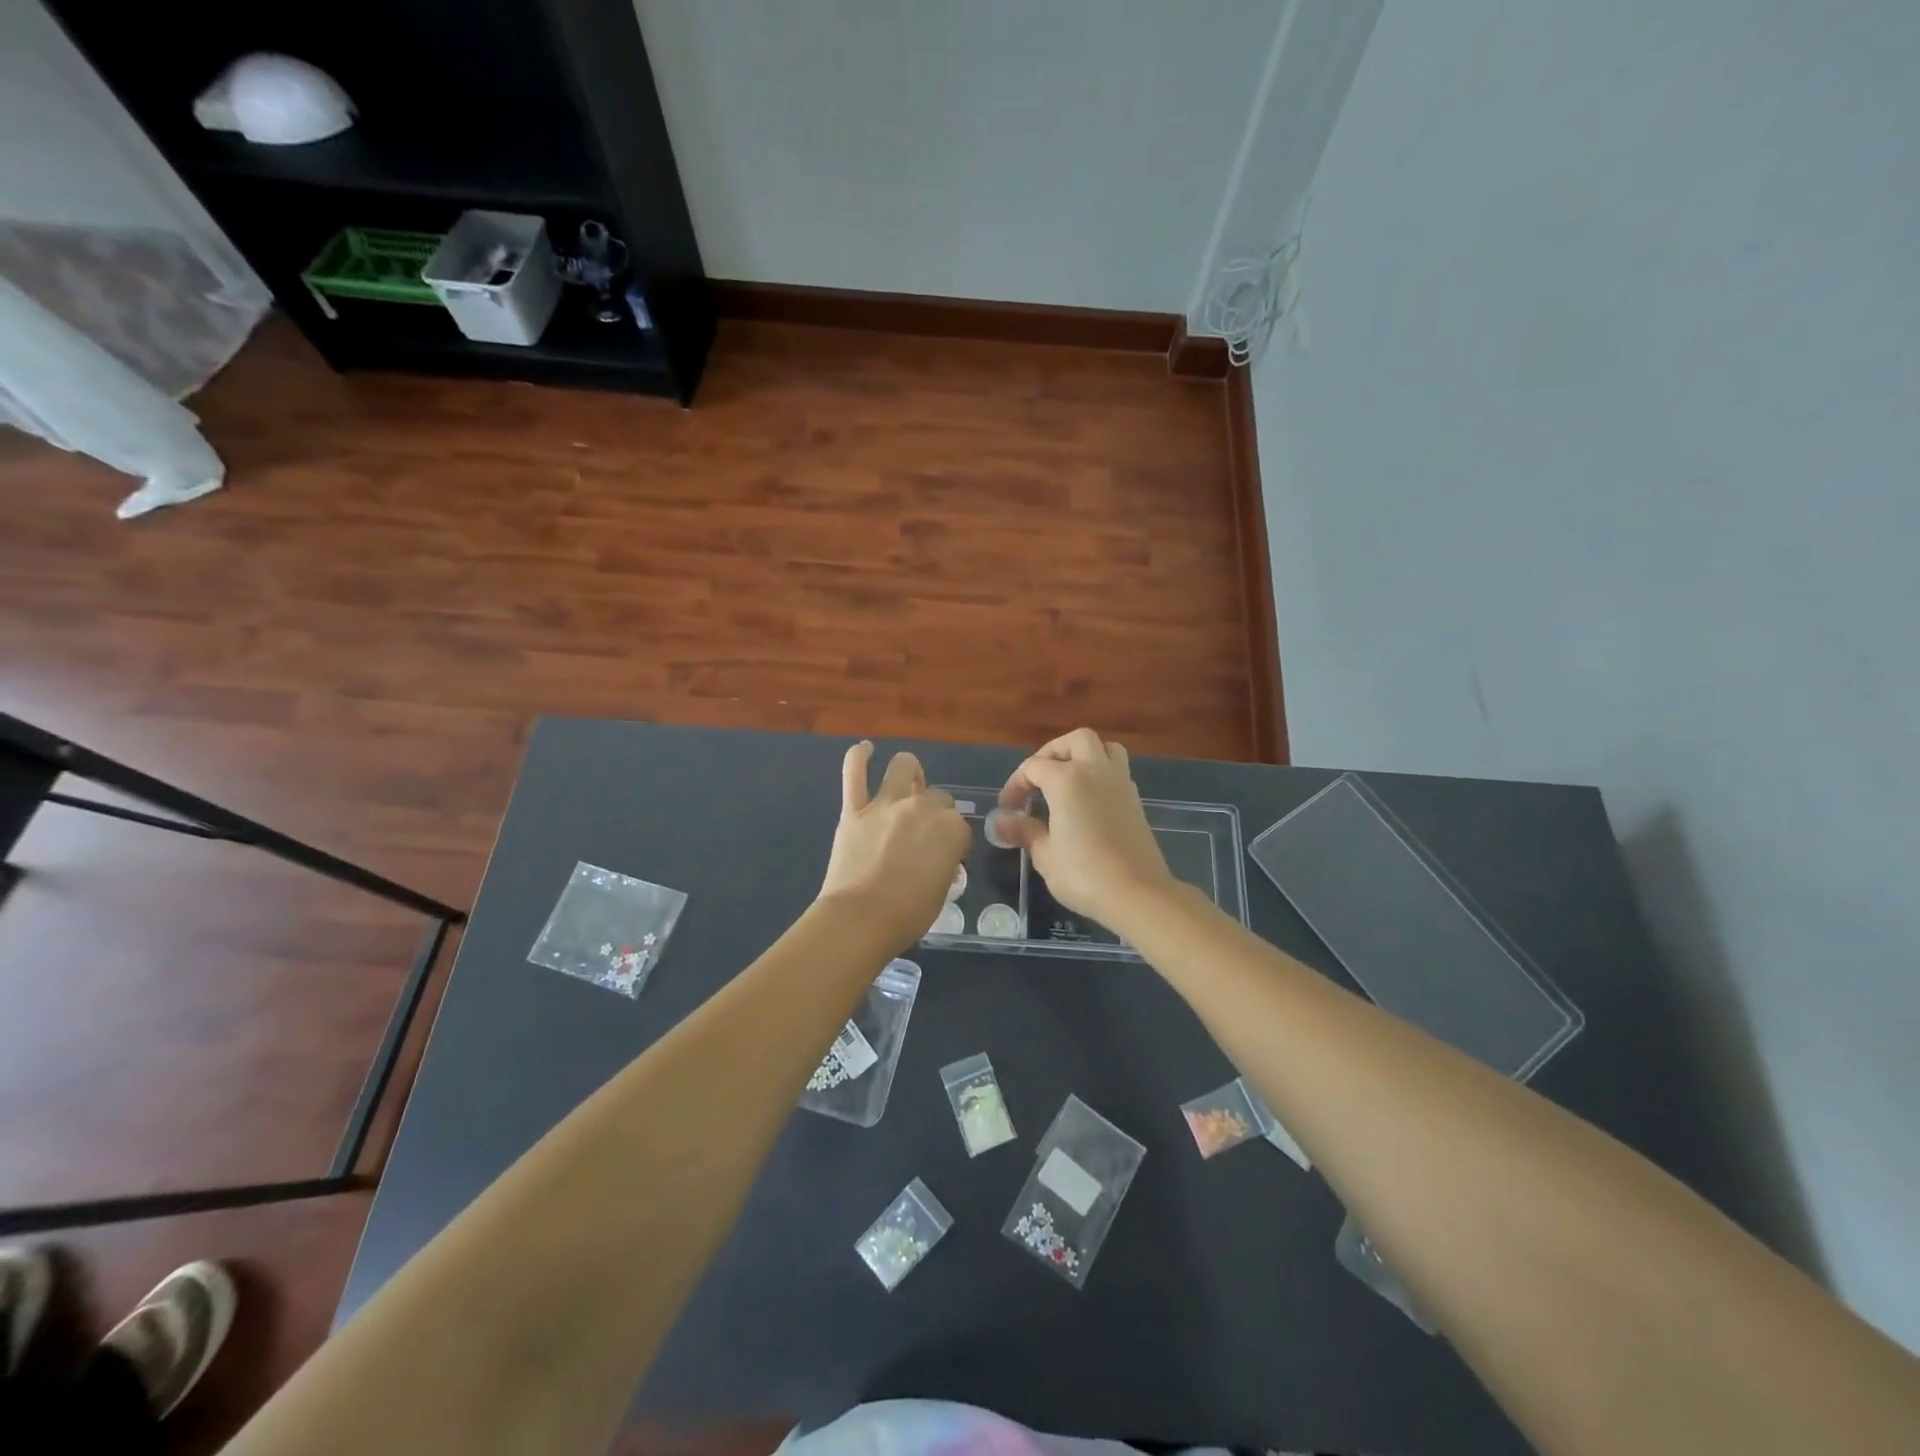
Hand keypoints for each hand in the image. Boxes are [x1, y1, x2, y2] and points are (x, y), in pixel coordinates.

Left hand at [818, 741, 969, 948]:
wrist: (860, 919)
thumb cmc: (908, 914)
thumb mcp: (943, 891)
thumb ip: (945, 864)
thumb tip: (940, 859)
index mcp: (951, 828)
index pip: (960, 827)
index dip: (955, 843)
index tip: (947, 860)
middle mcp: (922, 807)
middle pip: (937, 797)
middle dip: (936, 812)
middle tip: (925, 835)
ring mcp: (886, 804)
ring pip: (903, 768)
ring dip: (909, 772)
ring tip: (908, 782)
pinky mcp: (854, 809)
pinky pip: (855, 773)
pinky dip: (859, 757)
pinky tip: (865, 749)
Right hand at [992, 728, 1174, 928]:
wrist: (1138, 893)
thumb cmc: (1084, 873)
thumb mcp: (1045, 854)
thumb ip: (1023, 831)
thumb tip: (1000, 822)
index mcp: (1067, 779)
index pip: (1033, 767)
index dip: (1015, 784)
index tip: (1007, 808)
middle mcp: (1095, 770)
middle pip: (1075, 741)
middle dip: (1053, 753)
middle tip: (1038, 779)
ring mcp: (1120, 782)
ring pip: (1104, 748)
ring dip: (1083, 755)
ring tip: (1066, 780)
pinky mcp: (1135, 799)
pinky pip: (1116, 770)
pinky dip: (1099, 774)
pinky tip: (1087, 801)